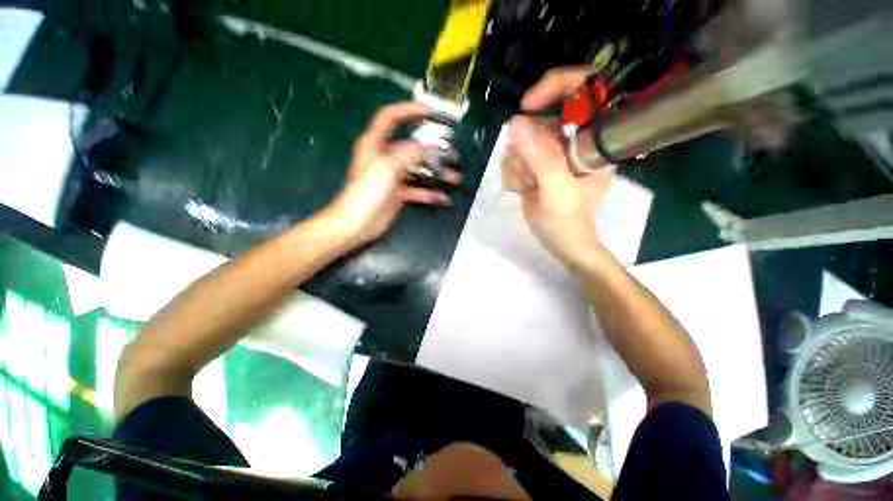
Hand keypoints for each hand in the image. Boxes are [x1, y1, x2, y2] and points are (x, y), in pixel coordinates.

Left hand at [327, 102, 460, 246]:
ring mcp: (391, 174)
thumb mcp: (388, 166)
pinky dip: (431, 192)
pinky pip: (417, 189)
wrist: (354, 224)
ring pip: (418, 166)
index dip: (410, 109)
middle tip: (452, 150)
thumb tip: (433, 149)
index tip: (432, 111)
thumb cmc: (365, 192)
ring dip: (437, 171)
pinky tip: (445, 197)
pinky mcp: (396, 193)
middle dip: (433, 145)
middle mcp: (383, 155)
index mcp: (375, 142)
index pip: (391, 116)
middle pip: (411, 143)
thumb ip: (412, 153)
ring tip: (455, 177)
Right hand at [505, 66, 610, 266]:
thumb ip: (538, 156)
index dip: (551, 90)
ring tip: (527, 188)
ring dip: (517, 164)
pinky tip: (524, 189)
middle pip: (539, 119)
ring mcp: (557, 152)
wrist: (567, 251)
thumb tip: (513, 121)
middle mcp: (574, 141)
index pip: (576, 95)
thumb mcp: (556, 190)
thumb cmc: (570, 225)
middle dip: (526, 148)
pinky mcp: (542, 162)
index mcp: (591, 143)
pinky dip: (515, 171)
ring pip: (524, 138)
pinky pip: (518, 153)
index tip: (526, 107)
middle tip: (528, 174)